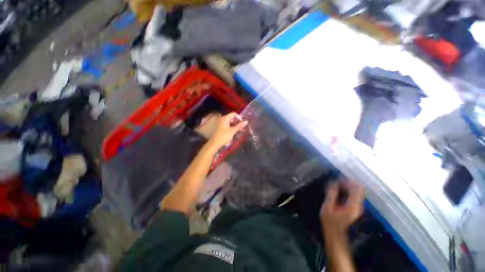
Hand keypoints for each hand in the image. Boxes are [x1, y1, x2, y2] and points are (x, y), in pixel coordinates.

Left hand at [208, 112, 247, 148]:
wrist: (215, 143)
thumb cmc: (224, 136)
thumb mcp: (233, 131)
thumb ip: (239, 126)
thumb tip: (246, 121)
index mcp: (225, 118)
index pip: (233, 114)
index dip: (239, 117)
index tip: (242, 122)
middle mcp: (222, 119)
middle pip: (231, 117)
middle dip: (237, 121)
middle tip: (241, 126)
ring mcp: (221, 123)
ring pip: (229, 121)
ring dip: (234, 124)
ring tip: (239, 129)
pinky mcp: (220, 127)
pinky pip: (227, 124)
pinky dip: (231, 126)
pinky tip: (234, 130)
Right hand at [320, 179, 363, 235]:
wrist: (335, 232)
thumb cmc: (330, 220)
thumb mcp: (328, 206)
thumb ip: (332, 194)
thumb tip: (334, 182)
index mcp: (352, 206)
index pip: (356, 190)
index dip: (349, 182)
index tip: (339, 178)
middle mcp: (358, 206)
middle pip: (358, 190)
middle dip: (348, 183)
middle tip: (337, 180)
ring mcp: (358, 207)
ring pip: (357, 192)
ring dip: (348, 186)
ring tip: (337, 183)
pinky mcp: (356, 207)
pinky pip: (354, 195)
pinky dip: (348, 190)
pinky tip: (340, 189)